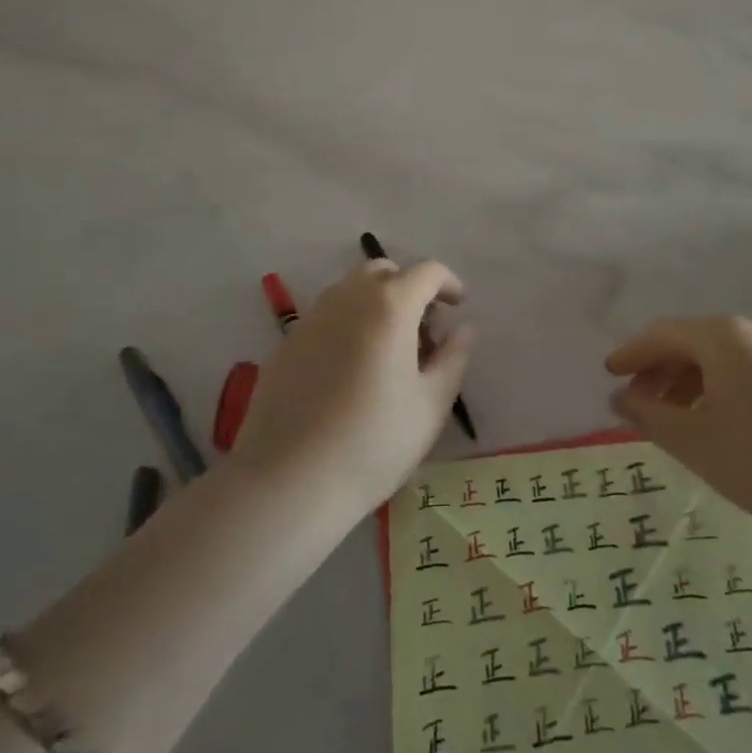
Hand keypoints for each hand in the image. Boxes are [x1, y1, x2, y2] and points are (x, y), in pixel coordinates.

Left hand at [234, 259, 474, 512]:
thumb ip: (454, 357)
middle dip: (410, 287)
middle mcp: (347, 298)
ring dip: (378, 302)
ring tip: (389, 348)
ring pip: (351, 289)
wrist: (289, 481)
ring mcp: (311, 318)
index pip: (426, 272)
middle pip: (384, 271)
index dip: (449, 283)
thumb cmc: (374, 443)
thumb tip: (464, 329)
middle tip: (424, 329)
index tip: (459, 307)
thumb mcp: (431, 404)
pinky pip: (326, 315)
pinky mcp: (287, 343)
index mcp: (389, 306)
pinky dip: (349, 323)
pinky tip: (352, 368)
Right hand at [605, 317, 751, 576]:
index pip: (662, 334)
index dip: (631, 354)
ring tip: (669, 419)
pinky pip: (743, 372)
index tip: (608, 375)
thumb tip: (621, 398)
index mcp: (722, 336)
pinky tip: (711, 423)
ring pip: (718, 358)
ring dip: (685, 382)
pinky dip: (715, 390)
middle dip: (657, 370)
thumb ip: (647, 414)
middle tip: (634, 402)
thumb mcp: (692, 440)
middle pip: (690, 342)